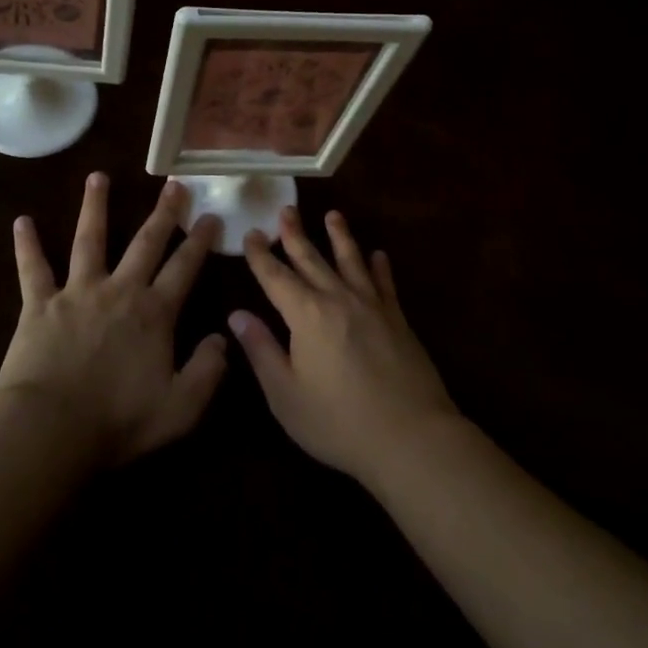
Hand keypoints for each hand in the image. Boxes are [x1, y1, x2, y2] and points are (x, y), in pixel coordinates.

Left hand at [0, 173, 225, 468]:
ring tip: (98, 176)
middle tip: (173, 183)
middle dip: (163, 212)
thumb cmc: (118, 421)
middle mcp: (119, 290)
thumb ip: (208, 371)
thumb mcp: (181, 407)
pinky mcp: (39, 304)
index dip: (201, 241)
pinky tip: (22, 221)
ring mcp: (77, 292)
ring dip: (95, 206)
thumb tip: (222, 338)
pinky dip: (27, 245)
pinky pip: (32, 268)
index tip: (211, 215)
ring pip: (90, 239)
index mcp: (154, 313)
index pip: (185, 268)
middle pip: (146, 242)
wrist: (50, 429)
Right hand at [229, 207, 458, 484]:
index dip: (261, 255)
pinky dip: (379, 266)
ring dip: (340, 236)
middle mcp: (338, 299)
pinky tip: (379, 255)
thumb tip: (236, 314)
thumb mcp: (286, 394)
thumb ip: (261, 350)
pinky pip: (385, 283)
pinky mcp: (398, 319)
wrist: (411, 437)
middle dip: (295, 234)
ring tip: (333, 215)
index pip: (275, 277)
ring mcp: (372, 306)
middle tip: (286, 210)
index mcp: (306, 315)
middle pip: (312, 259)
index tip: (252, 234)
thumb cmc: (338, 422)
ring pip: (351, 260)